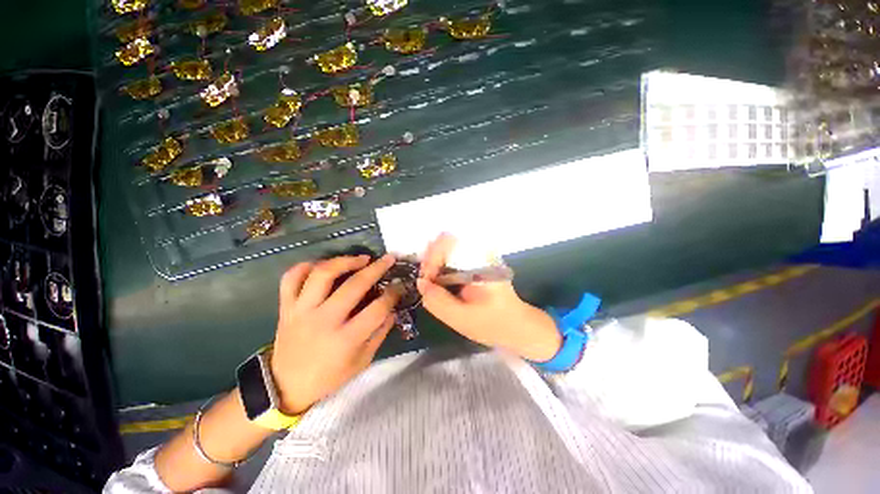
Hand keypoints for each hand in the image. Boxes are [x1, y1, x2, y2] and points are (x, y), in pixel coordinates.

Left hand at [271, 254, 400, 413]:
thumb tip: (393, 310)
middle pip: (354, 285)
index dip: (393, 294)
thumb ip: (379, 334)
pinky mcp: (286, 307)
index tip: (400, 285)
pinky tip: (322, 266)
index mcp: (345, 339)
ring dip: (344, 260)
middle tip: (388, 259)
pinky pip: (291, 278)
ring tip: (360, 259)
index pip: (377, 309)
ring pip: (322, 274)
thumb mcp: (361, 361)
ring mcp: (301, 311)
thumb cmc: (328, 376)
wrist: (285, 386)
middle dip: (376, 268)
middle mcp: (323, 320)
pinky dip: (306, 266)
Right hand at [417, 234, 560, 361]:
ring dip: (434, 264)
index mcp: (481, 262)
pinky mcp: (475, 264)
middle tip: (426, 282)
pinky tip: (438, 282)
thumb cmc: (493, 324)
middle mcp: (480, 253)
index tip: (427, 282)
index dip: (432, 260)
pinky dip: (441, 268)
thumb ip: (438, 301)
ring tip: (430, 284)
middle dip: (430, 260)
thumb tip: (421, 283)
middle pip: (445, 242)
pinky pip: (452, 258)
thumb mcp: (462, 319)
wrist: (517, 326)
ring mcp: (478, 256)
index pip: (449, 243)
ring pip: (447, 249)